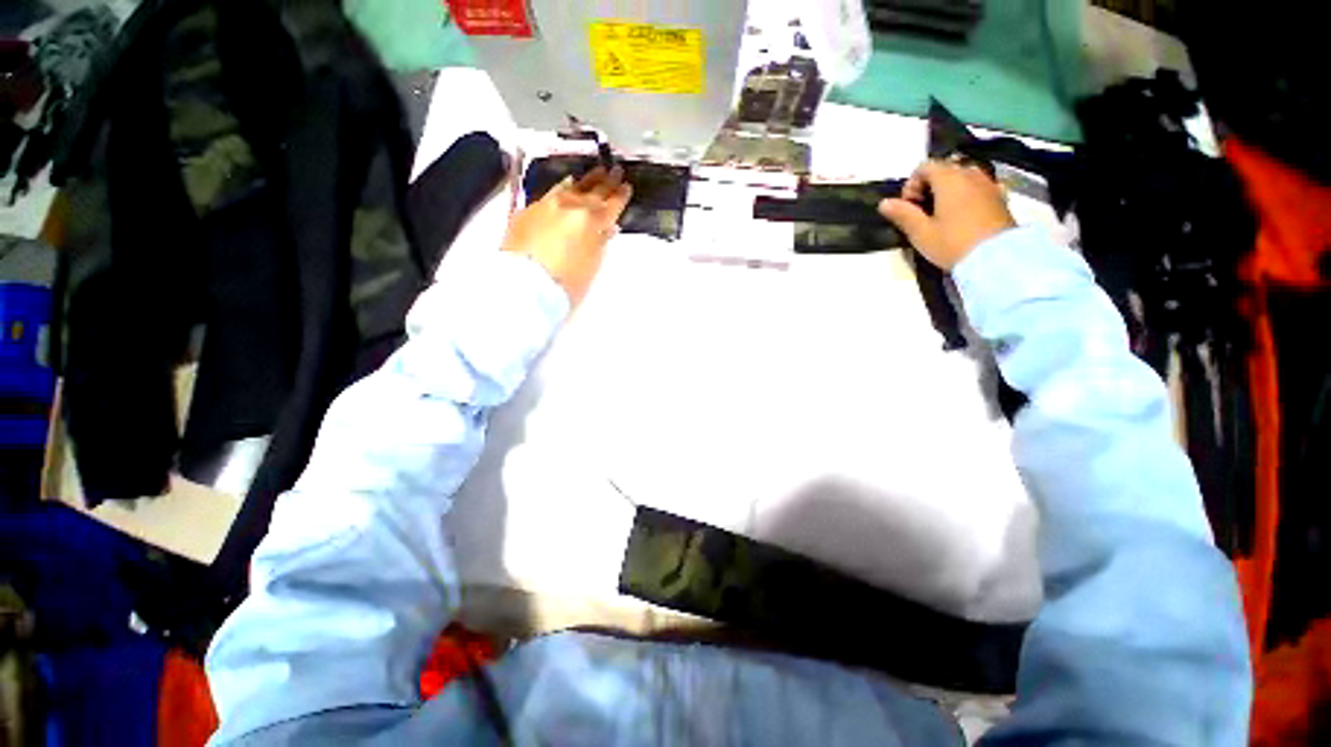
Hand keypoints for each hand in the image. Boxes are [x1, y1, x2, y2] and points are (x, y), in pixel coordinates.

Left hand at [502, 165, 632, 306]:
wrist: (525, 285)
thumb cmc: (566, 282)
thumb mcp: (592, 265)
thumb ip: (600, 242)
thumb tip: (607, 228)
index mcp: (591, 221)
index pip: (610, 205)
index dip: (620, 196)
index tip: (627, 186)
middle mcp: (570, 206)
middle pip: (592, 192)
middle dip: (606, 182)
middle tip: (615, 170)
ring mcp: (548, 205)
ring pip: (572, 187)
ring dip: (586, 181)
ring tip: (596, 172)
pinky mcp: (529, 210)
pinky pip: (552, 192)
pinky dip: (564, 188)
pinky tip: (567, 184)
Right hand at [878, 159, 1015, 270]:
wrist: (997, 258)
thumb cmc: (953, 243)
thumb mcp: (921, 233)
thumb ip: (903, 214)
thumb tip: (884, 203)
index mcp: (949, 179)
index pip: (925, 166)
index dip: (911, 184)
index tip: (908, 207)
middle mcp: (971, 174)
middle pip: (945, 169)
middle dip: (929, 186)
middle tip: (922, 213)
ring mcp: (989, 184)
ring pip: (962, 177)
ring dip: (948, 191)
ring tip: (941, 215)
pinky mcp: (1000, 198)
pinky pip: (978, 188)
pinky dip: (966, 196)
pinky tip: (962, 217)